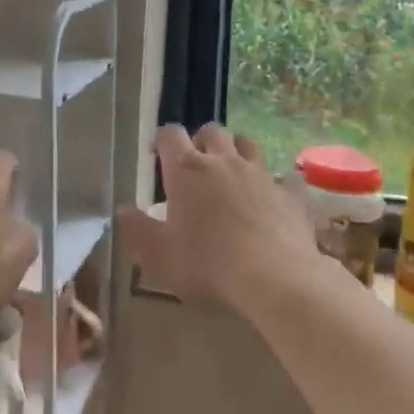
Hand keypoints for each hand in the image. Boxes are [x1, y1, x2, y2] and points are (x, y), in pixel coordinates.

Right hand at [117, 124, 322, 311]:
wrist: (276, 281)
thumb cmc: (208, 267)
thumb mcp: (158, 256)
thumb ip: (137, 230)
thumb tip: (124, 210)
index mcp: (187, 170)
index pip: (170, 135)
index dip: (162, 141)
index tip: (157, 156)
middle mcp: (224, 161)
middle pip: (211, 131)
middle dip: (200, 141)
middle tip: (194, 165)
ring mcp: (261, 174)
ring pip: (247, 144)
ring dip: (236, 151)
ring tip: (231, 172)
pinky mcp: (290, 193)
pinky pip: (282, 176)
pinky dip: (274, 182)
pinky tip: (272, 198)